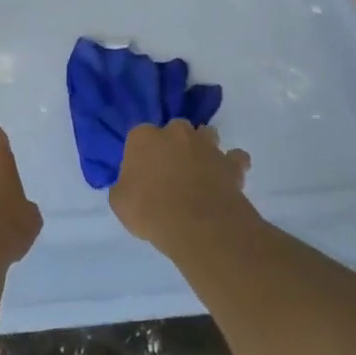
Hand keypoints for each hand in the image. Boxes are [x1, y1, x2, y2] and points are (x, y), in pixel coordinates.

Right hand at [108, 120, 253, 255]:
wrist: (197, 225)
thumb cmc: (150, 211)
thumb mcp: (120, 202)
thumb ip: (124, 186)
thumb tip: (129, 186)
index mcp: (144, 137)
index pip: (138, 136)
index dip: (141, 153)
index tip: (141, 172)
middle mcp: (175, 133)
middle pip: (175, 129)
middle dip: (174, 143)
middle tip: (171, 169)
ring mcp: (206, 145)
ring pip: (206, 134)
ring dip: (203, 146)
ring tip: (200, 168)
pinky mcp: (230, 163)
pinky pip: (235, 158)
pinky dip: (233, 164)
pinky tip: (229, 176)